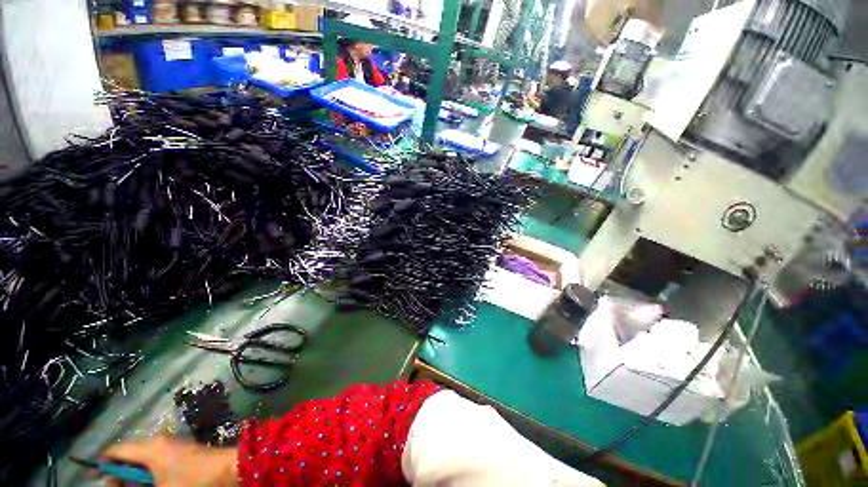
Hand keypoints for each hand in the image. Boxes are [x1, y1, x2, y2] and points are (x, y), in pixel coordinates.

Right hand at [100, 436, 238, 486]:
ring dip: (135, 476)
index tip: (94, 477)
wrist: (230, 469)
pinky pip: (158, 461)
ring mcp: (173, 445)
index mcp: (150, 448)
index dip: (102, 463)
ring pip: (143, 460)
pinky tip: (151, 484)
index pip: (117, 450)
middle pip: (129, 455)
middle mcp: (159, 442)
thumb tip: (121, 484)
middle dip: (119, 474)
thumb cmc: (193, 481)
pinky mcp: (183, 451)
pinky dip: (149, 474)